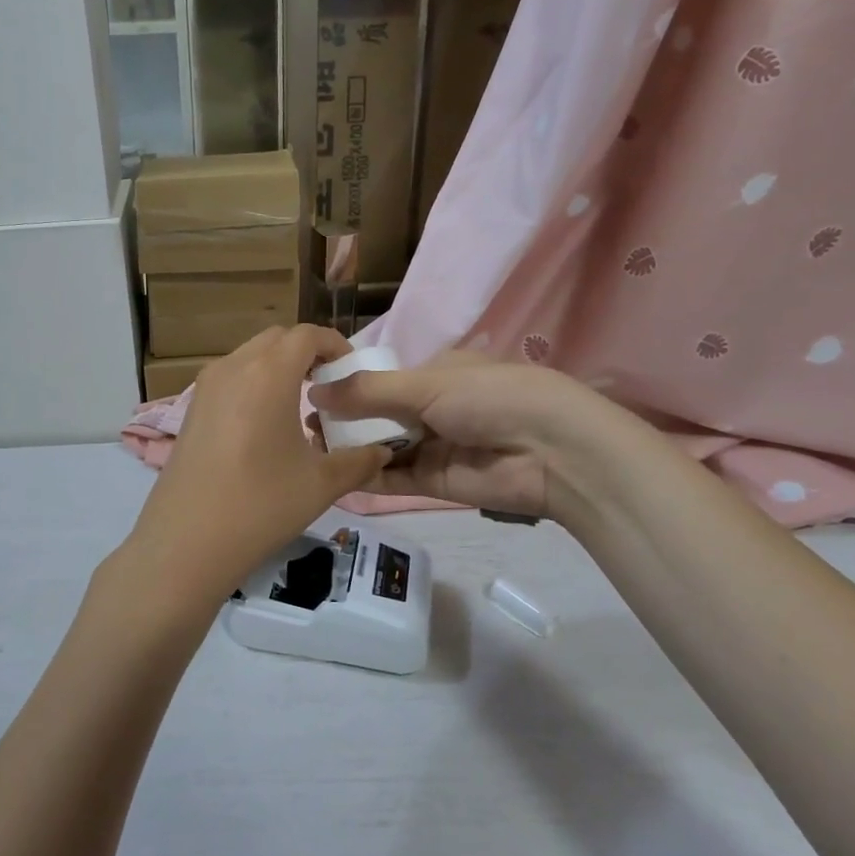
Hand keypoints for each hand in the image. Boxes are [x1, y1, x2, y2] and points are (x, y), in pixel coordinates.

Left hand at [122, 326, 391, 600]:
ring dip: (277, 368)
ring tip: (299, 405)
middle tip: (328, 385)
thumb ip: (359, 461)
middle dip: (306, 353)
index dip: (334, 344)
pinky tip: (264, 426)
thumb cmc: (260, 505)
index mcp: (268, 373)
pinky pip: (229, 379)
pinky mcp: (191, 410)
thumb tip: (382, 452)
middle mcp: (233, 368)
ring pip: (249, 357)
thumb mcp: (321, 484)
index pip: (306, 335)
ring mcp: (206, 388)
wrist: (186, 542)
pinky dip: (252, 384)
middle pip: (276, 339)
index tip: (351, 369)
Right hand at [308, 353, 625, 520]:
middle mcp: (433, 408)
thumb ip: (368, 392)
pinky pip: (393, 477)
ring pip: (382, 446)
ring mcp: (434, 446)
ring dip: (350, 448)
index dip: (348, 386)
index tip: (310, 392)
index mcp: (436, 373)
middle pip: (378, 414)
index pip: (383, 378)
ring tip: (309, 448)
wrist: (551, 452)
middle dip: (343, 419)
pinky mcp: (435, 483)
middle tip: (303, 426)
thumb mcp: (426, 384)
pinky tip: (333, 473)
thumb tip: (313, 391)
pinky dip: (366, 476)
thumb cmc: (489, 397)